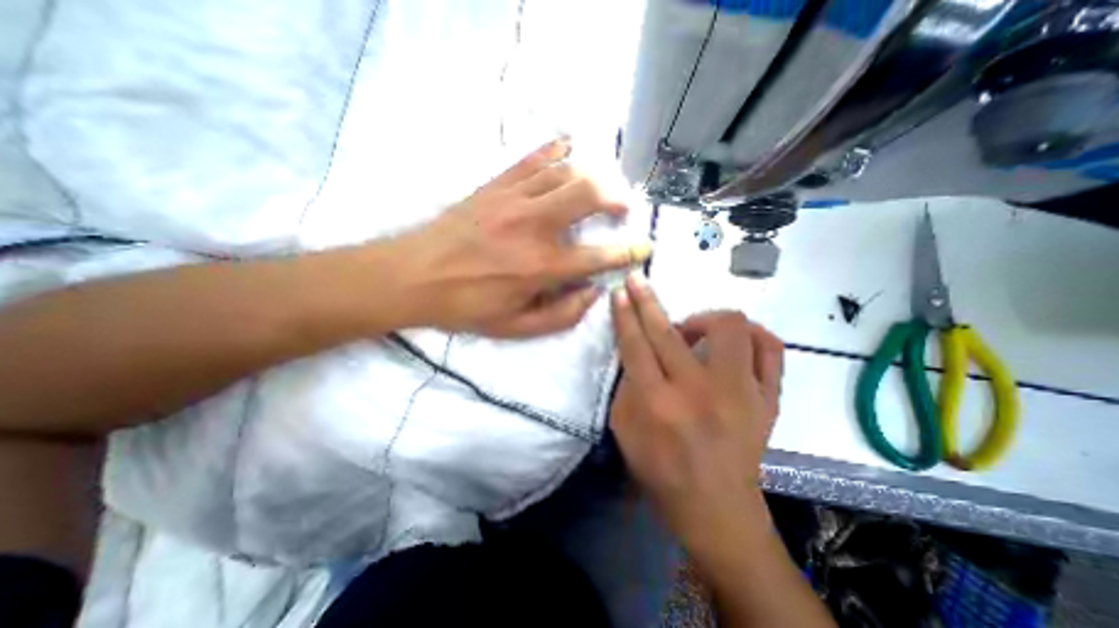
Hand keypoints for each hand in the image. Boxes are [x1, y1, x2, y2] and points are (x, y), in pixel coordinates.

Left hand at [391, 140, 647, 338]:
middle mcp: (533, 226)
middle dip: (616, 196)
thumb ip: (561, 316)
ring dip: (593, 174)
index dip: (628, 252)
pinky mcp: (496, 186)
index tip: (644, 247)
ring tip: (603, 185)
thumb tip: (593, 293)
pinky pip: (532, 159)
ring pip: (566, 171)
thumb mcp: (516, 328)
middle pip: (588, 193)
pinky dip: (556, 150)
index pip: (598, 256)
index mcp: (540, 267)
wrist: (414, 276)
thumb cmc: (466, 307)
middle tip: (624, 206)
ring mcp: (513, 199)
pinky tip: (569, 150)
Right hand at [609, 276, 779, 547]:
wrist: (718, 510)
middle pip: (669, 331)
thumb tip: (635, 350)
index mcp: (658, 404)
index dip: (626, 314)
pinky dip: (751, 335)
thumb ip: (626, 385)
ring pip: (730, 328)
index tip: (621, 291)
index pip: (637, 345)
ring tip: (692, 334)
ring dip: (704, 319)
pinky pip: (770, 348)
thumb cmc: (661, 472)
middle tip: (639, 282)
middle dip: (647, 300)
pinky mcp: (769, 399)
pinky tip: (734, 343)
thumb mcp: (625, 430)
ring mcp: (742, 393)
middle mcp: (699, 392)